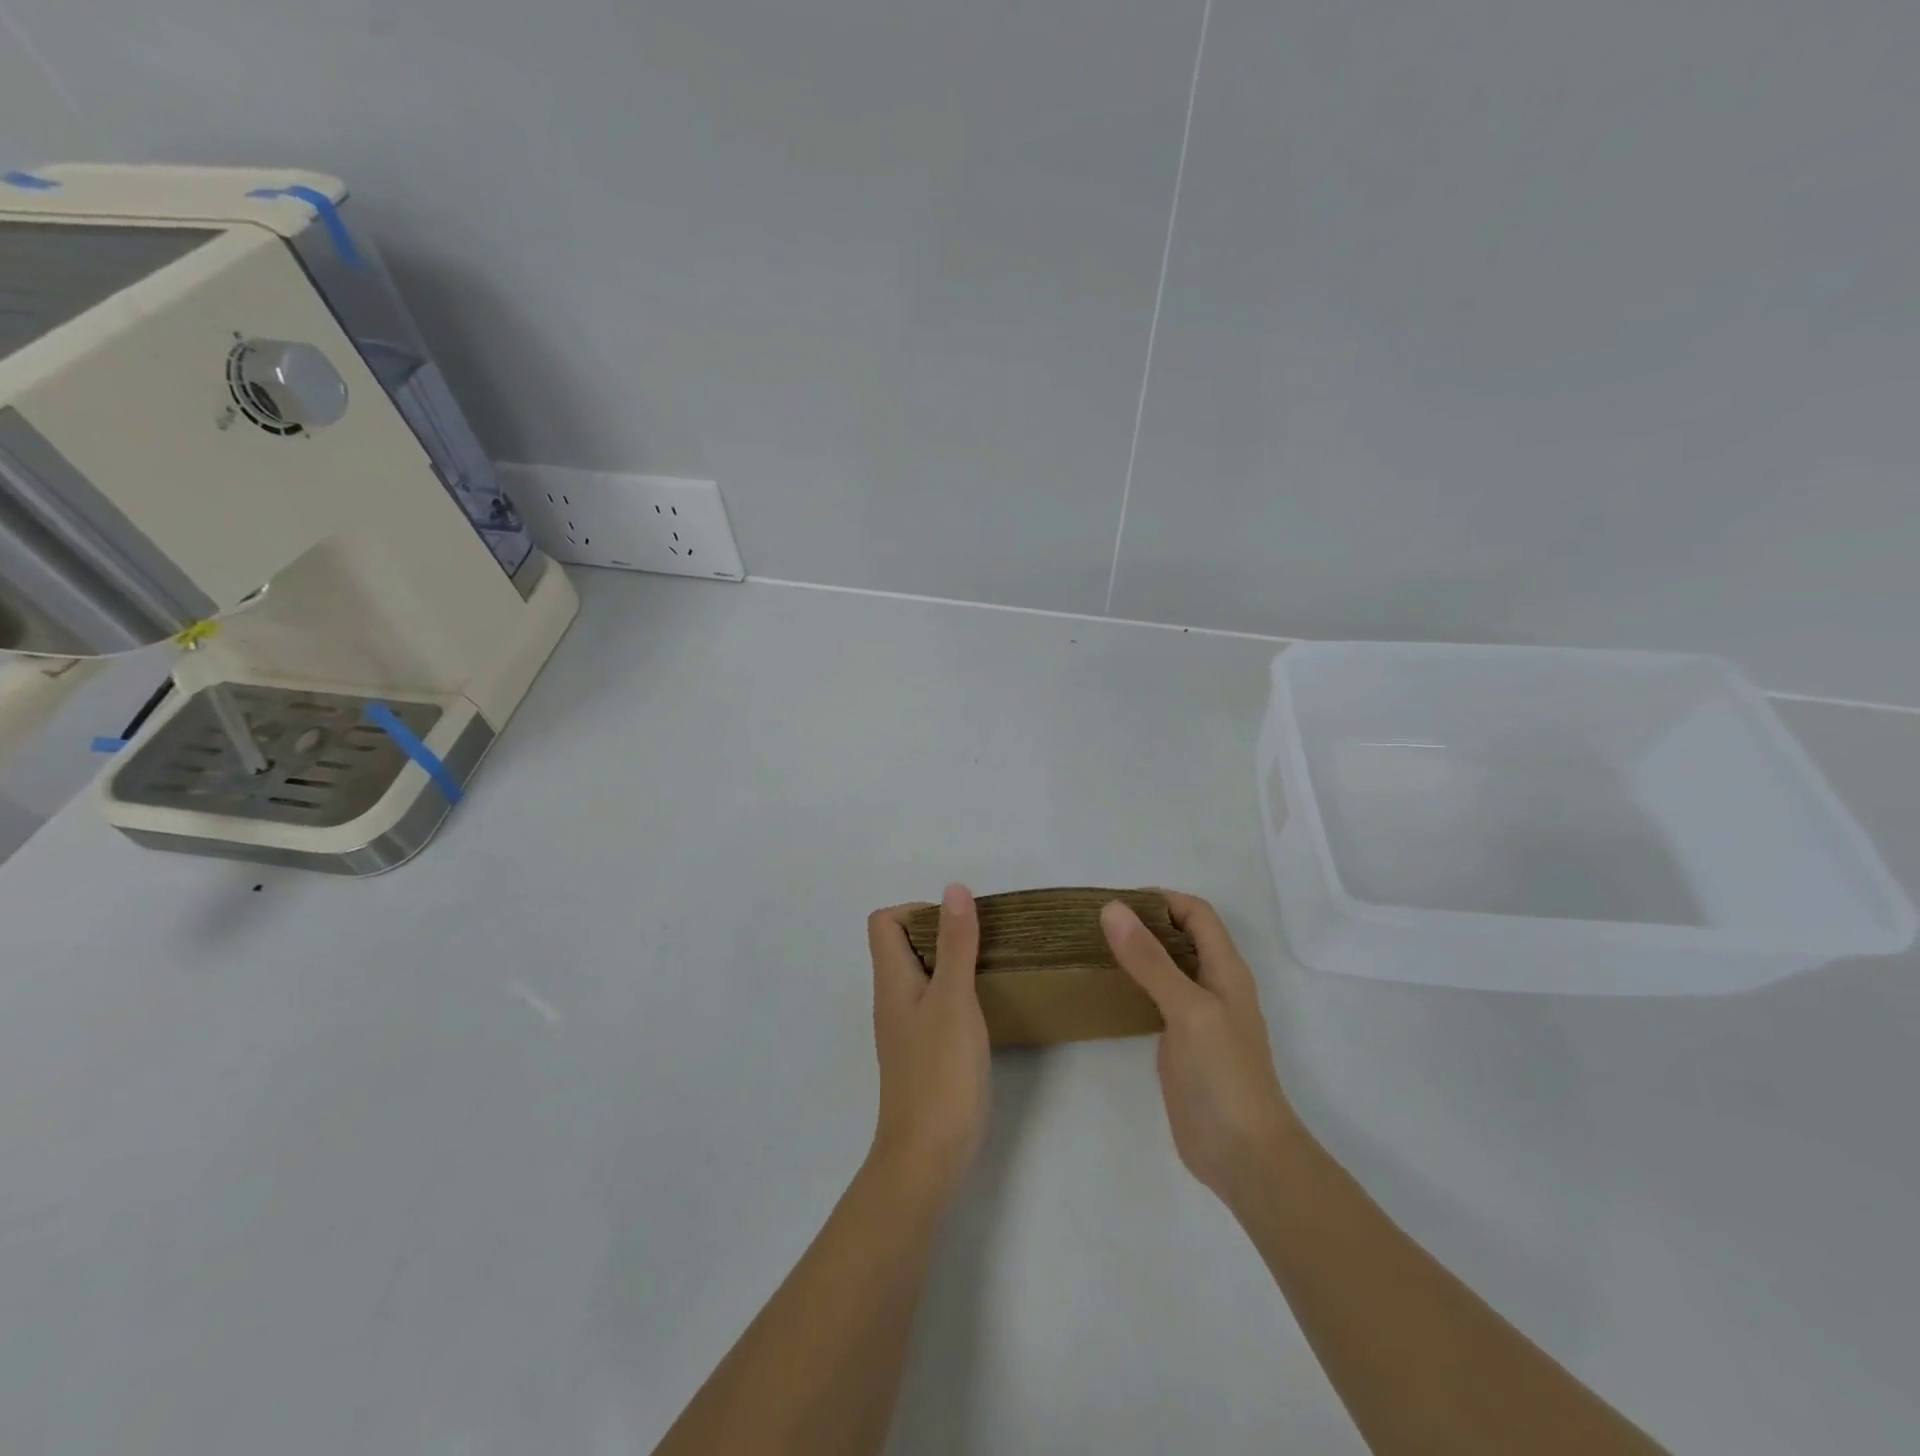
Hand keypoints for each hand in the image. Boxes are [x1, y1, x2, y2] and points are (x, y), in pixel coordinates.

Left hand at [866, 885, 991, 1203]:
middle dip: (940, 933)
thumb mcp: (953, 999)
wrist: (929, 1154)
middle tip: (981, 942)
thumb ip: (955, 944)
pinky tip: (983, 1006)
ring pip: (921, 975)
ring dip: (951, 962)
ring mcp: (907, 1028)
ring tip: (989, 967)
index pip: (884, 922)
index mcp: (891, 980)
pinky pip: (934, 1003)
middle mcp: (892, 999)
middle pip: (902, 945)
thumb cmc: (940, 1071)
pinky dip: (955, 992)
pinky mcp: (924, 1052)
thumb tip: (954, 889)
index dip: (916, 910)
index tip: (956, 923)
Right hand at [1102, 892, 1299, 1203]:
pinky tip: (1106, 990)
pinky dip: (1134, 984)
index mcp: (1225, 969)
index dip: (1162, 900)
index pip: (1197, 913)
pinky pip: (1156, 999)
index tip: (1116, 903)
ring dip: (1137, 952)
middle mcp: (1213, 985)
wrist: (1243, 1155)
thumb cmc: (1223, 1075)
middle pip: (1181, 936)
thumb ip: (1150, 959)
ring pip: (1167, 967)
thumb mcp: (1187, 1008)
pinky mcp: (1181, 1043)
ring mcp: (1198, 1016)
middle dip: (1144, 922)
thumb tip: (1113, 909)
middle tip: (1096, 923)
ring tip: (1093, 948)